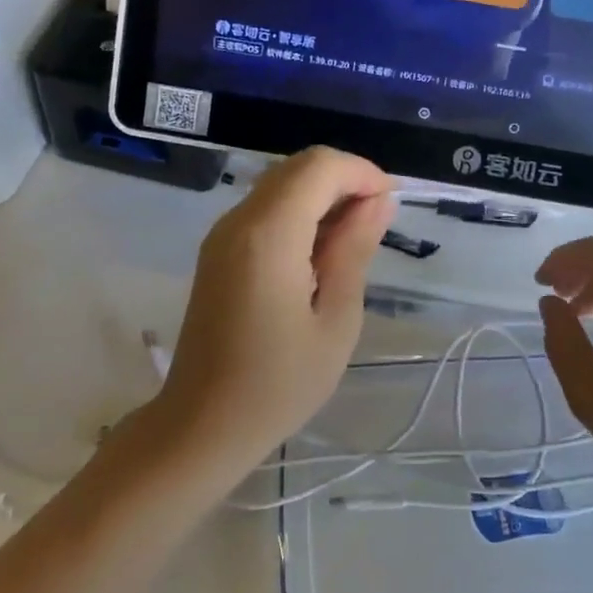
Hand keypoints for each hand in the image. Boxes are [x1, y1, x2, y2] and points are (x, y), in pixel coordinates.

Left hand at [155, 147, 394, 475]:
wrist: (202, 425)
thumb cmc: (279, 384)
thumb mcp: (335, 320)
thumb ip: (355, 250)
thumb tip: (379, 200)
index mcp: (269, 235)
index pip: (320, 166)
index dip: (362, 173)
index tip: (390, 206)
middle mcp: (239, 221)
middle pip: (298, 167)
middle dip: (344, 180)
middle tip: (376, 223)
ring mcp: (222, 234)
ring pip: (281, 184)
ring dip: (322, 196)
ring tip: (353, 241)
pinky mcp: (217, 250)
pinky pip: (265, 209)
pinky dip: (299, 213)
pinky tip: (319, 254)